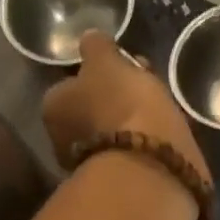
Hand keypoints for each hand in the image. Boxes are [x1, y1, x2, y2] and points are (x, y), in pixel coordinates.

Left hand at [41, 31, 210, 186]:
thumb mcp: (107, 62)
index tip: (126, 66)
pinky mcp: (121, 182)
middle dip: (117, 98)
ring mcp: (92, 165)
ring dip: (134, 121)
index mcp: (54, 107)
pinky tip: (166, 136)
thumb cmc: (123, 105)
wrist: (152, 166)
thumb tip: (89, 37)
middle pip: (93, 109)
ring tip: (164, 111)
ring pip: (115, 131)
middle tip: (146, 86)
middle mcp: (63, 139)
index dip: (100, 73)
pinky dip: (146, 143)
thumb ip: (96, 47)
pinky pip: (134, 152)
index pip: (73, 83)